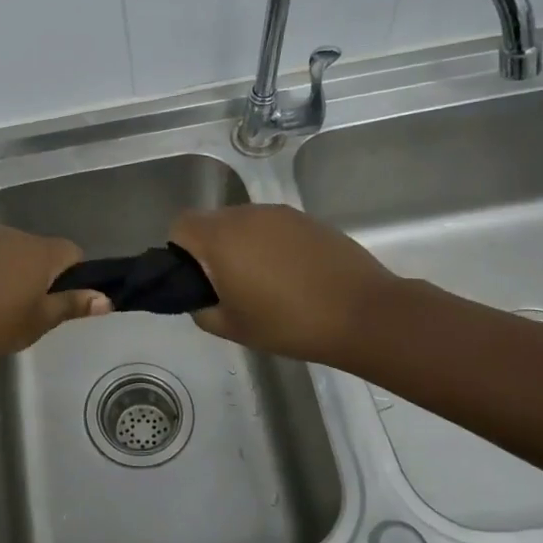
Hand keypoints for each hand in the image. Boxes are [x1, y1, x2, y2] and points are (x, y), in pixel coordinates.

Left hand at [0, 228, 110, 371]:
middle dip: (39, 278)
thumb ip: (70, 306)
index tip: (61, 305)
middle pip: (39, 252)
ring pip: (7, 254)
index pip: (72, 253)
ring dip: (9, 276)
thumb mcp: (33, 324)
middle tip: (27, 316)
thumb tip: (105, 298)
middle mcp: (10, 235)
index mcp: (37, 252)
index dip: (73, 277)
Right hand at [170, 204, 397, 367]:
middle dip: (210, 248)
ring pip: (242, 222)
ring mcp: (279, 214)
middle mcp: (245, 215)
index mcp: (220, 238)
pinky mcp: (307, 219)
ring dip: (241, 244)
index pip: (180, 226)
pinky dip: (270, 243)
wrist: (363, 314)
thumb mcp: (232, 328)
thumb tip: (200, 298)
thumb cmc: (289, 324)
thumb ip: (202, 310)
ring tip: (263, 280)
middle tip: (228, 285)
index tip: (196, 279)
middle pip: (211, 221)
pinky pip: (272, 226)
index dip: (179, 251)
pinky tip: (291, 274)